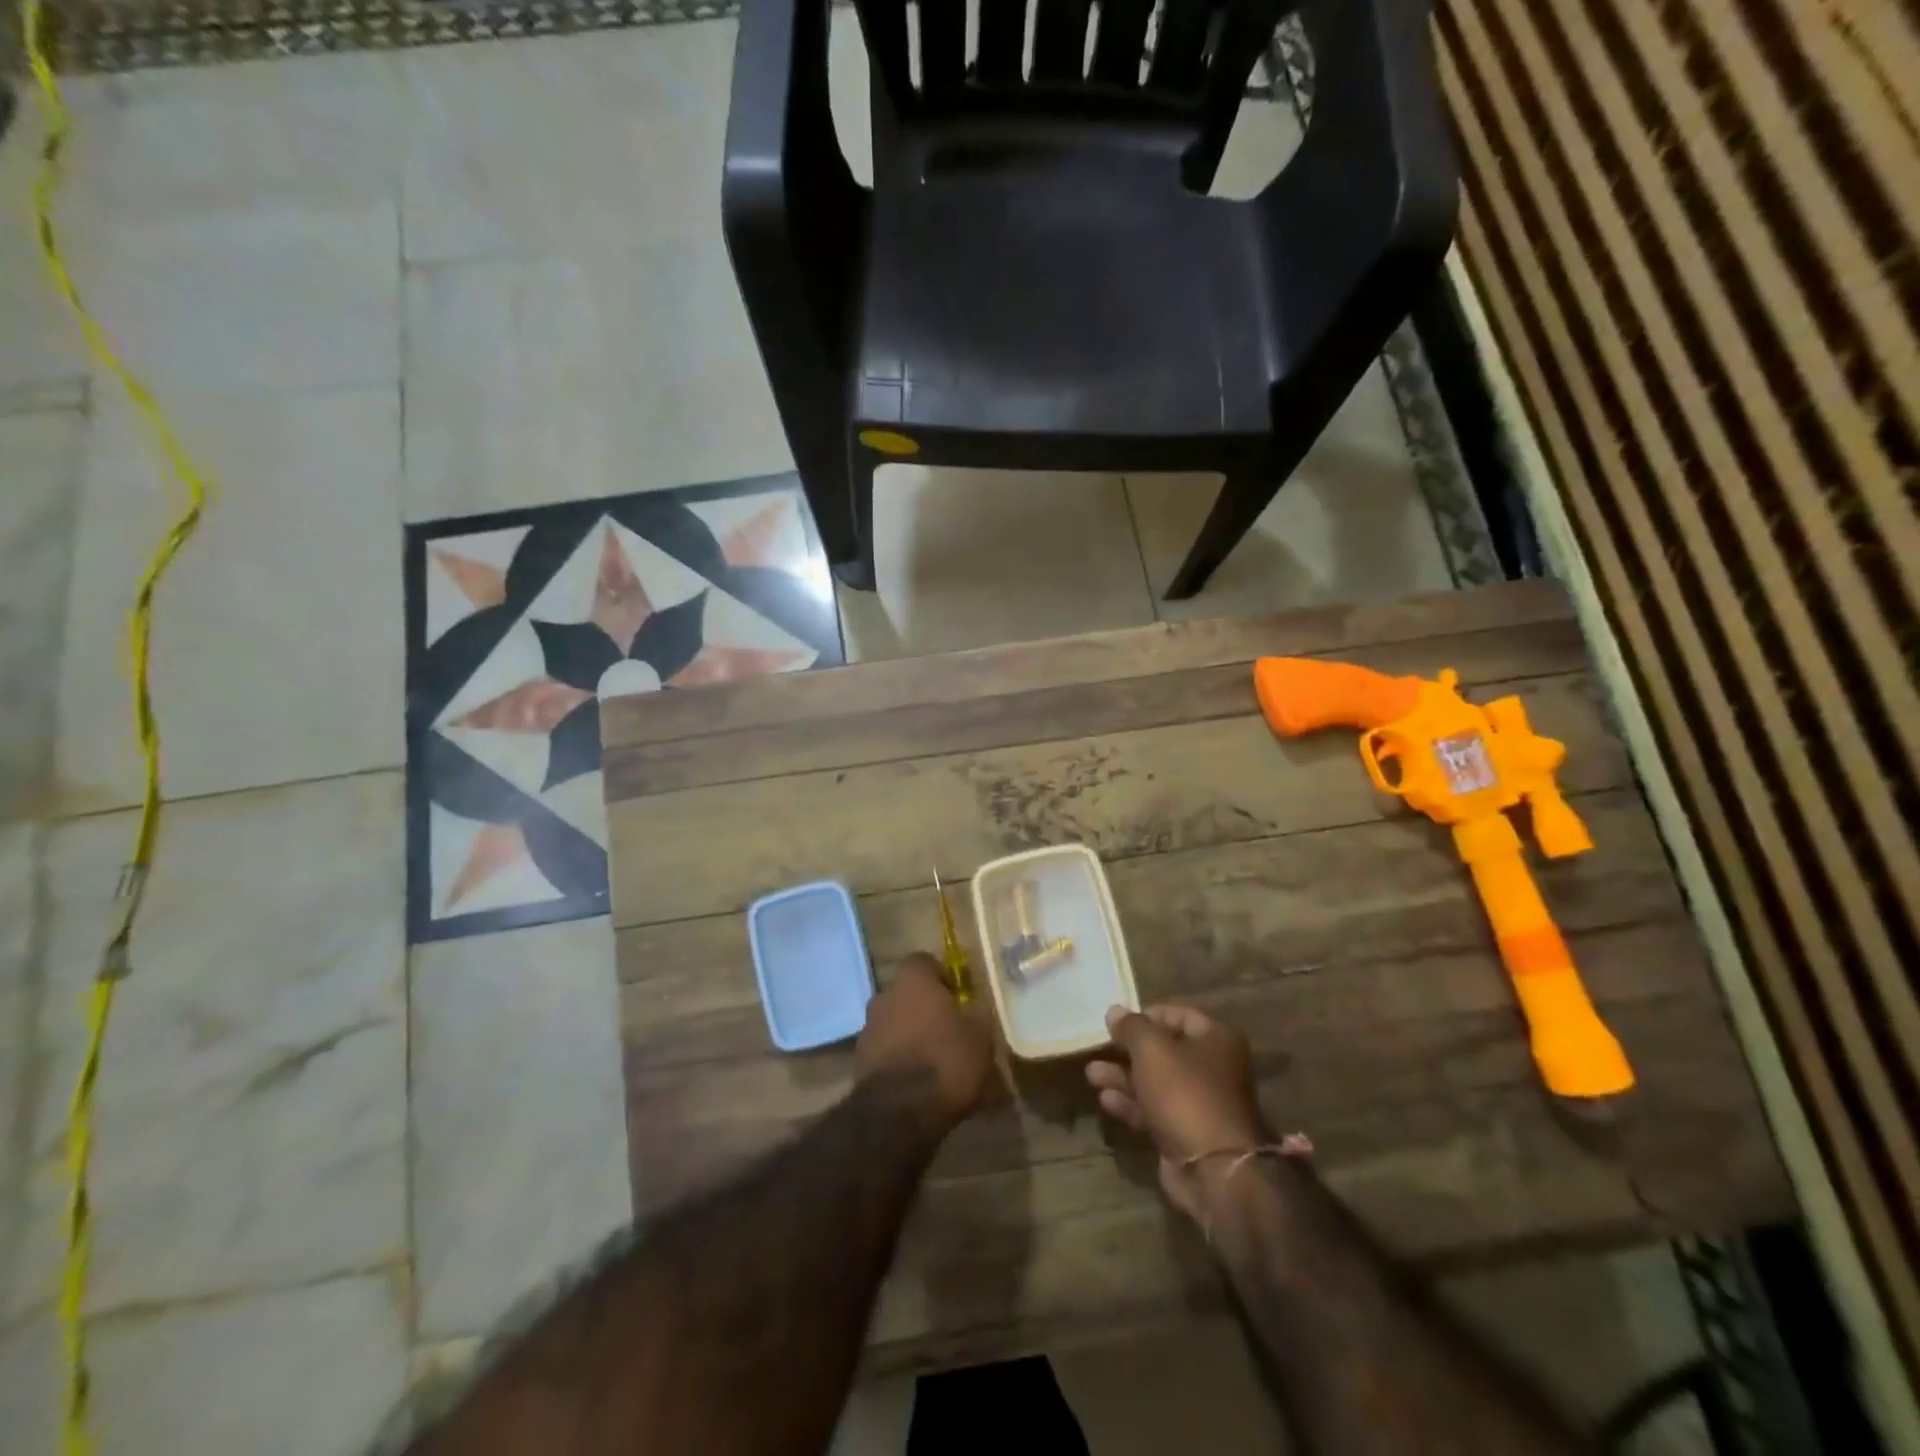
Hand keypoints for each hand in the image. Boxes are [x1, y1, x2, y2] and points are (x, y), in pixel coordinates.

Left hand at [856, 954, 994, 1128]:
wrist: (897, 1113)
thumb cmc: (945, 1061)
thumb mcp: (980, 1036)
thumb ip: (977, 1014)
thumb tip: (973, 1007)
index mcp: (912, 980)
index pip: (924, 961)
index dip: (942, 977)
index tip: (958, 998)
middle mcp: (885, 995)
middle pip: (908, 993)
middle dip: (926, 1008)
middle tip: (950, 1031)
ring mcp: (868, 1028)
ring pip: (895, 1022)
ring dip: (911, 1035)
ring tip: (935, 1061)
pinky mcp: (859, 1061)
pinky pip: (886, 1050)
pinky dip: (900, 1060)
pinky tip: (918, 1082)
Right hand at [1087, 1004, 1269, 1218]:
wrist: (1214, 1170)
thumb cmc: (1185, 1094)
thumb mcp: (1152, 1049)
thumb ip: (1131, 1027)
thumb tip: (1114, 1011)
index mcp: (1217, 1040)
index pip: (1180, 1014)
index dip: (1147, 1014)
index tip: (1118, 1022)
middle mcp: (1213, 1069)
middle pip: (1165, 1050)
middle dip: (1129, 1050)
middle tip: (1100, 1047)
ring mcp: (1200, 1104)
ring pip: (1156, 1083)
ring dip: (1124, 1078)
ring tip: (1092, 1074)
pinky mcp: (1186, 1134)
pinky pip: (1155, 1111)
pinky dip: (1131, 1104)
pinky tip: (1106, 1100)